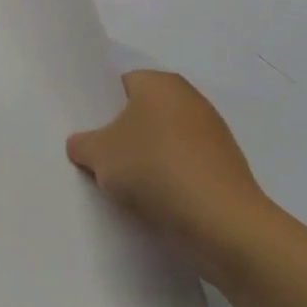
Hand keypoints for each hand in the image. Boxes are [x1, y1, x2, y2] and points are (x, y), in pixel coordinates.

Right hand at [67, 71, 269, 251]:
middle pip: (143, 114)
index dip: (100, 108)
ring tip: (123, 188)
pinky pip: (184, 167)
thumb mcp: (98, 155)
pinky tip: (153, 203)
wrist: (221, 224)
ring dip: (146, 161)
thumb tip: (82, 145)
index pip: (120, 84)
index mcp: (160, 82)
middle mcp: (190, 99)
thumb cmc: (155, 170)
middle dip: (123, 136)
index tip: (87, 134)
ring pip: (163, 142)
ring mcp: (213, 135)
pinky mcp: (225, 168)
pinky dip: (169, 181)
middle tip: (99, 161)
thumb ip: (81, 143)